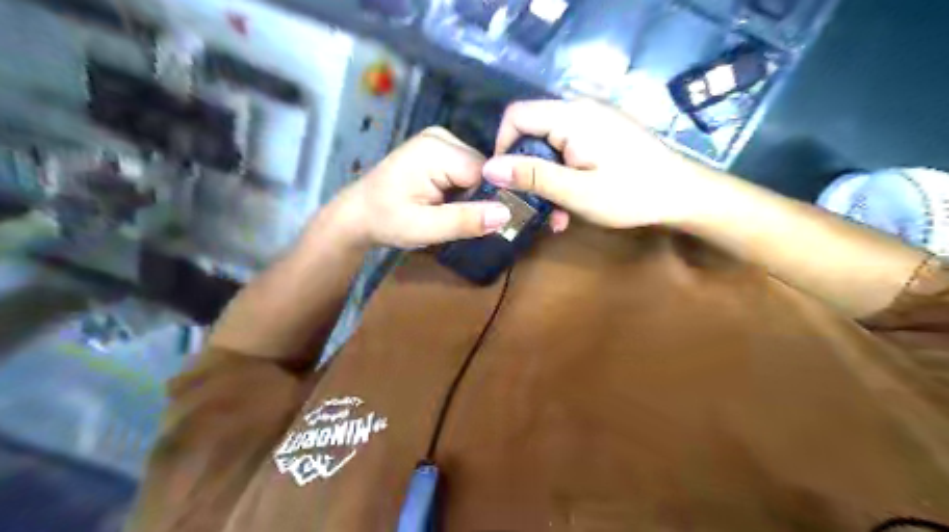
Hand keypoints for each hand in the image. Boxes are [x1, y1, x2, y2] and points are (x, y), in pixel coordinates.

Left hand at [332, 126, 515, 245]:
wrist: (359, 213)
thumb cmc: (387, 221)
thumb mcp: (425, 228)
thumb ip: (464, 220)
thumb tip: (506, 214)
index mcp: (437, 150)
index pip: (486, 173)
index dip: (489, 200)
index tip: (480, 223)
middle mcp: (442, 136)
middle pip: (484, 169)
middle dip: (477, 197)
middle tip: (459, 220)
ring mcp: (440, 139)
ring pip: (478, 170)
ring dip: (470, 194)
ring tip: (449, 210)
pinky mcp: (438, 148)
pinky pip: (466, 169)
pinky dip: (462, 189)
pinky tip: (446, 201)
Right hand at [484, 99, 707, 229]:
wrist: (683, 195)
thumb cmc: (631, 194)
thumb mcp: (576, 191)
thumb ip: (532, 176)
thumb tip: (489, 167)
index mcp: (571, 117)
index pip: (516, 115)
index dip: (502, 146)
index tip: (506, 182)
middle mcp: (579, 110)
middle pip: (531, 132)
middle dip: (526, 171)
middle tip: (532, 206)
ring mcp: (593, 122)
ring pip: (549, 146)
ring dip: (546, 180)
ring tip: (555, 216)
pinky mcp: (601, 135)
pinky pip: (568, 150)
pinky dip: (563, 175)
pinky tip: (570, 204)